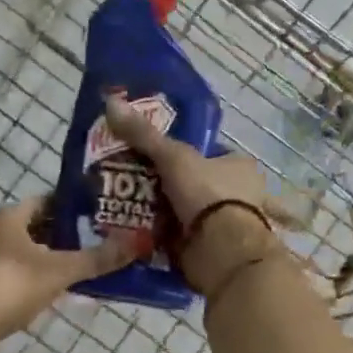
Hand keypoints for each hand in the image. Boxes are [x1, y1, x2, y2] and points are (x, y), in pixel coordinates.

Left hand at [0, 197, 138, 352]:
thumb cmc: (7, 285)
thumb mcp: (58, 269)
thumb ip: (98, 258)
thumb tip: (140, 241)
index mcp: (11, 216)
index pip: (52, 200)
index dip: (80, 204)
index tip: (109, 211)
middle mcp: (0, 233)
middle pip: (46, 227)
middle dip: (77, 234)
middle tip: (112, 239)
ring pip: (38, 254)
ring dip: (64, 259)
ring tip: (100, 264)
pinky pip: (30, 277)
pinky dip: (50, 280)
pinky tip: (74, 290)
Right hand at [102, 98, 288, 293]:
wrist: (222, 250)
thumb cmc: (207, 194)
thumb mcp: (172, 157)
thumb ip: (144, 134)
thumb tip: (110, 101)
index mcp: (241, 167)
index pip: (210, 154)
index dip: (184, 155)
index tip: (155, 159)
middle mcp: (241, 195)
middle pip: (200, 185)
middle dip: (174, 189)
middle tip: (136, 186)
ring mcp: (230, 225)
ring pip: (194, 215)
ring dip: (171, 217)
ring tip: (132, 213)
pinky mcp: (217, 251)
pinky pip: (188, 242)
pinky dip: (170, 242)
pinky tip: (145, 240)